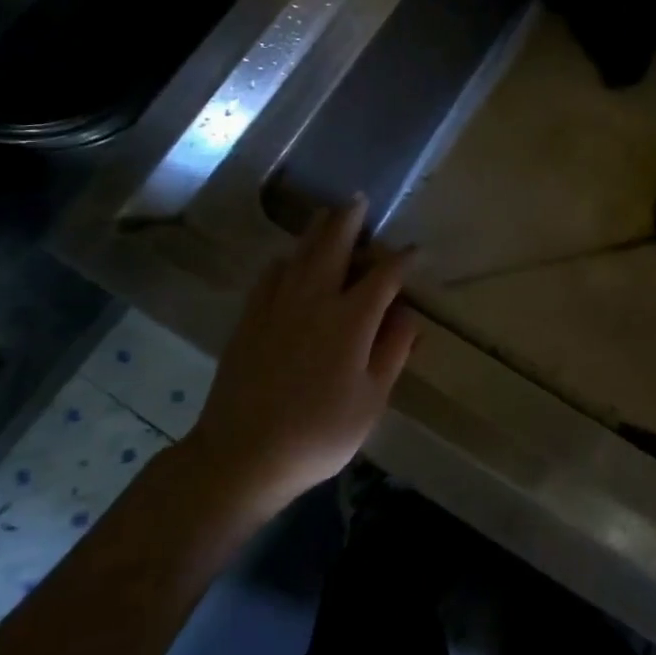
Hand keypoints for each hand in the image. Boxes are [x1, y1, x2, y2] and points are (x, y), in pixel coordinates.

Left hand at [189, 196, 418, 503]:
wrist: (242, 454)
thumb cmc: (319, 432)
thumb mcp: (372, 399)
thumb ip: (393, 351)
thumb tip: (408, 314)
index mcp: (351, 319)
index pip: (383, 277)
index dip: (401, 260)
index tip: (414, 250)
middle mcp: (314, 300)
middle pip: (334, 248)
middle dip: (350, 221)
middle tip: (358, 200)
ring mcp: (276, 307)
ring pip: (299, 255)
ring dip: (316, 232)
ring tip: (326, 215)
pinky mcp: (249, 320)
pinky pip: (269, 277)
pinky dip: (284, 261)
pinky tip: (286, 261)